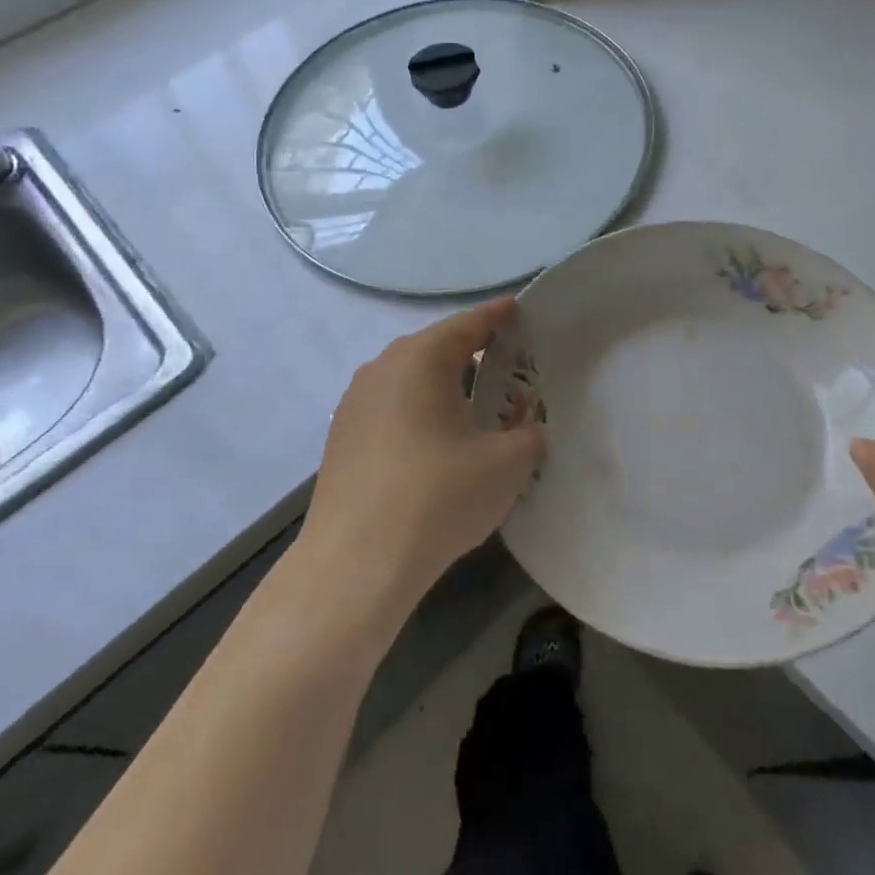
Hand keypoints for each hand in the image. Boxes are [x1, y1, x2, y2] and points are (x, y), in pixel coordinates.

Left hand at [304, 298, 546, 618]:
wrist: (355, 564)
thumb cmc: (438, 497)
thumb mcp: (507, 464)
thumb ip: (530, 435)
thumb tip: (531, 429)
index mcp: (421, 359)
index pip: (469, 324)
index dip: (499, 316)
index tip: (520, 310)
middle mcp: (382, 368)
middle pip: (437, 349)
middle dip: (475, 353)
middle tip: (510, 365)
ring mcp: (355, 404)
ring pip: (411, 380)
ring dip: (445, 386)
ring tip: (477, 406)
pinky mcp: (342, 439)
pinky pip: (392, 408)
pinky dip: (420, 412)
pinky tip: (438, 444)